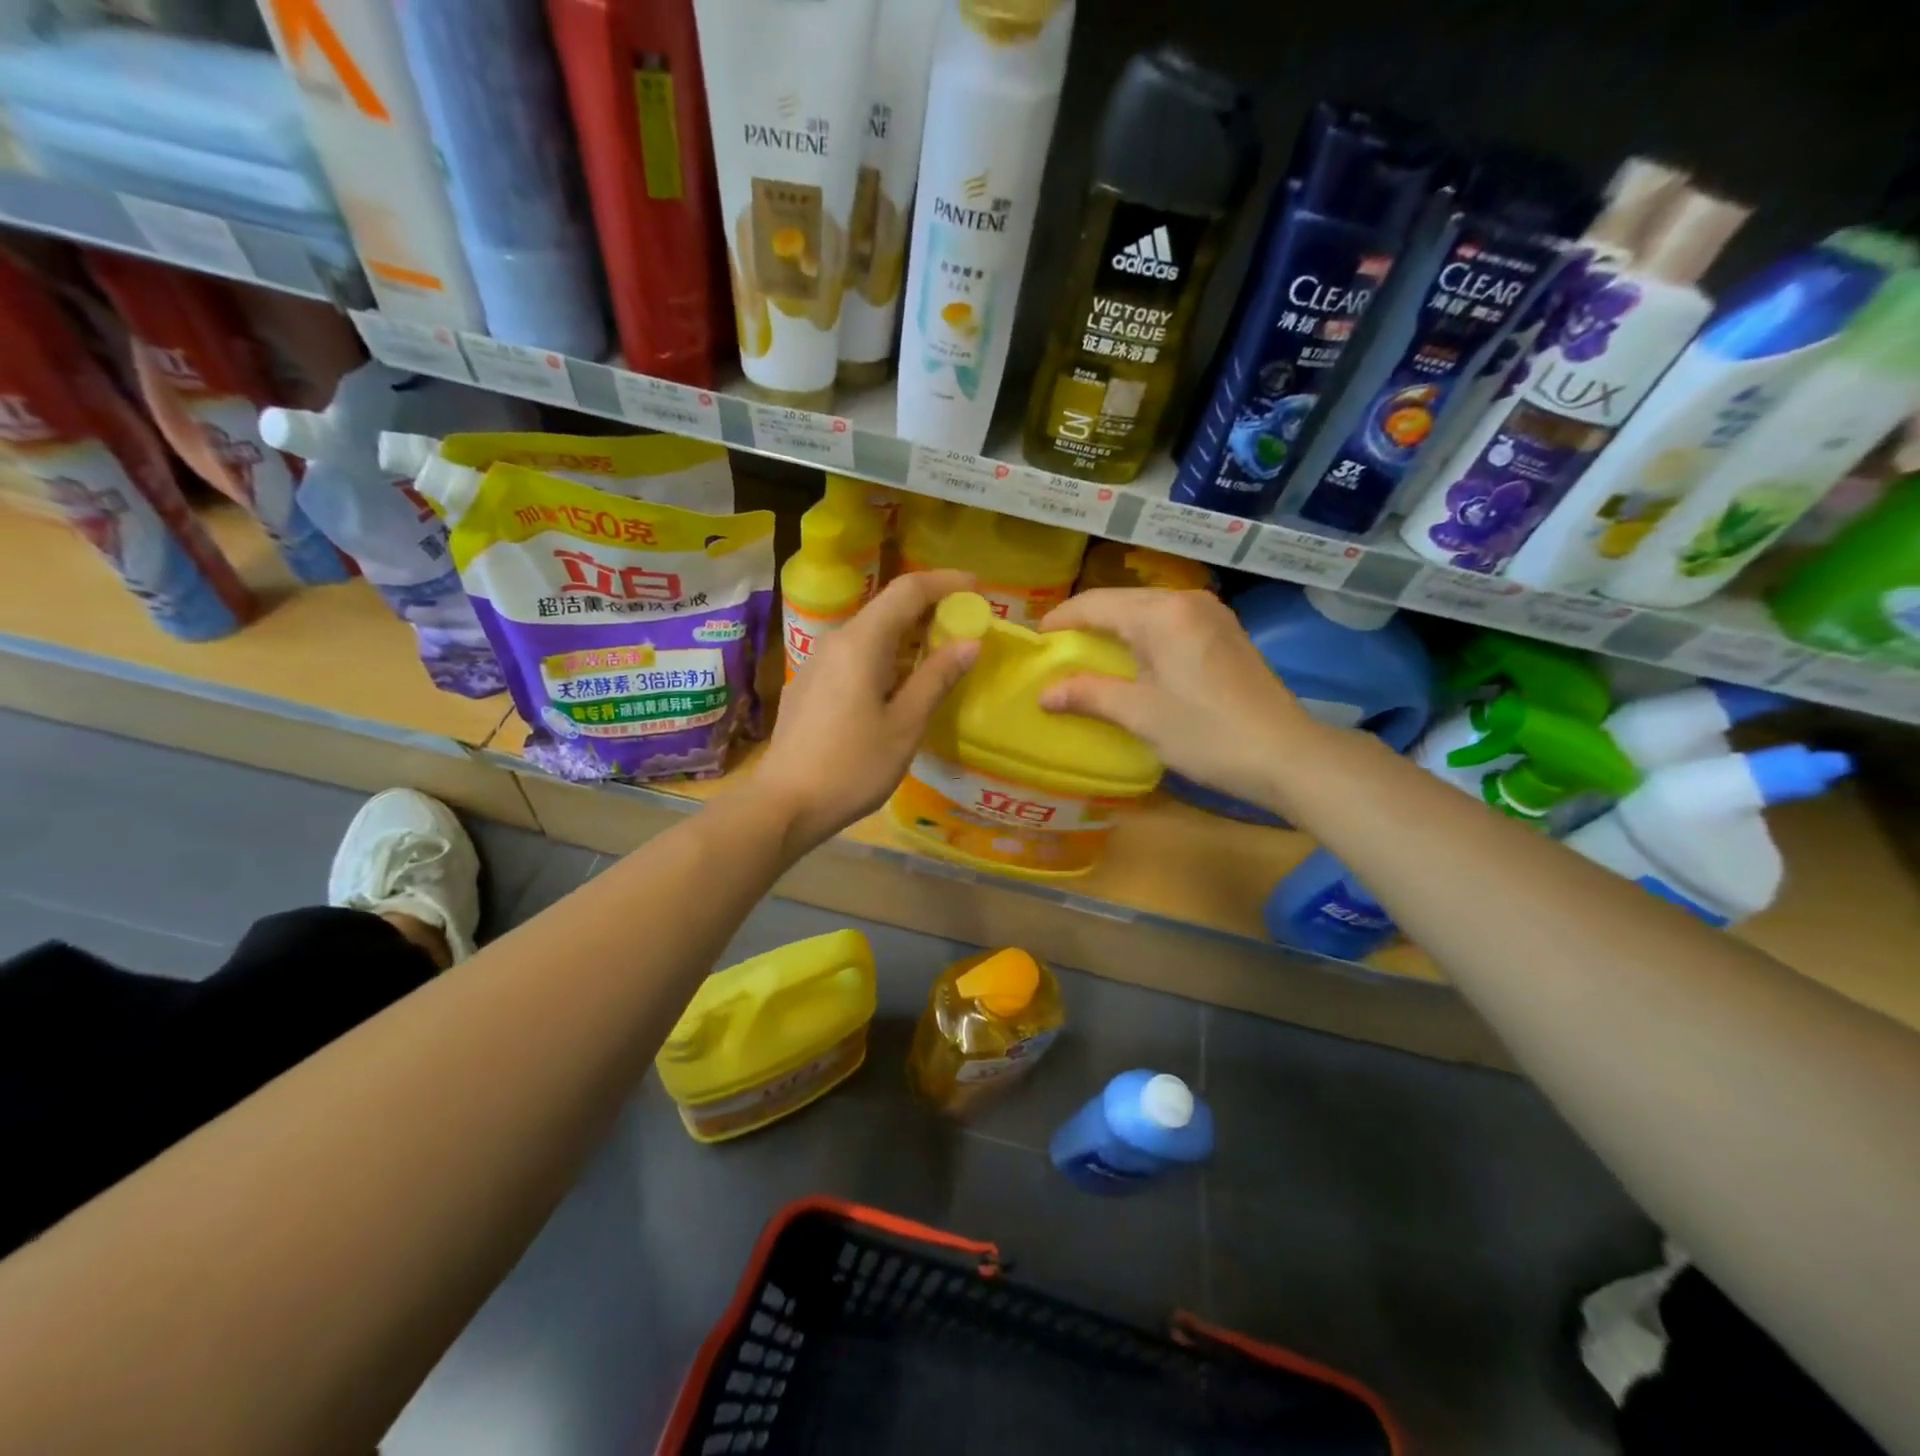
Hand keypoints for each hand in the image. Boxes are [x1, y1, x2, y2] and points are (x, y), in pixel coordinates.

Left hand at [759, 570, 978, 848]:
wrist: (784, 804)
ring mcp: (817, 662)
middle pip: (887, 608)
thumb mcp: (904, 725)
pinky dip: (886, 655)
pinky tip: (900, 684)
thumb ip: (937, 678)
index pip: (907, 590)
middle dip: (930, 610)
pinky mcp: (810, 684)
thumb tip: (970, 642)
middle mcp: (835, 641)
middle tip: (966, 626)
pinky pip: (855, 655)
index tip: (977, 588)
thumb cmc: (852, 766)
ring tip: (940, 655)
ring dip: (908, 636)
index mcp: (861, 643)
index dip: (945, 582)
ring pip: (871, 633)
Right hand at [1038, 588, 1321, 808]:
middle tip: (1058, 651)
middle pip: (1122, 601)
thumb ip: (1089, 695)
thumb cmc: (1206, 734)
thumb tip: (1044, 694)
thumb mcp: (1140, 715)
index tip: (1035, 641)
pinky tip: (1134, 662)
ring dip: (1116, 629)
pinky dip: (1143, 636)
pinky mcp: (1225, 633)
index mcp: (1163, 614)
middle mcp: (1188, 601)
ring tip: (1089, 656)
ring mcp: (1212, 615)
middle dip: (1086, 623)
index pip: (1096, 604)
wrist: (1286, 754)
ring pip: (1147, 610)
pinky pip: (1170, 623)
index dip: (1061, 620)